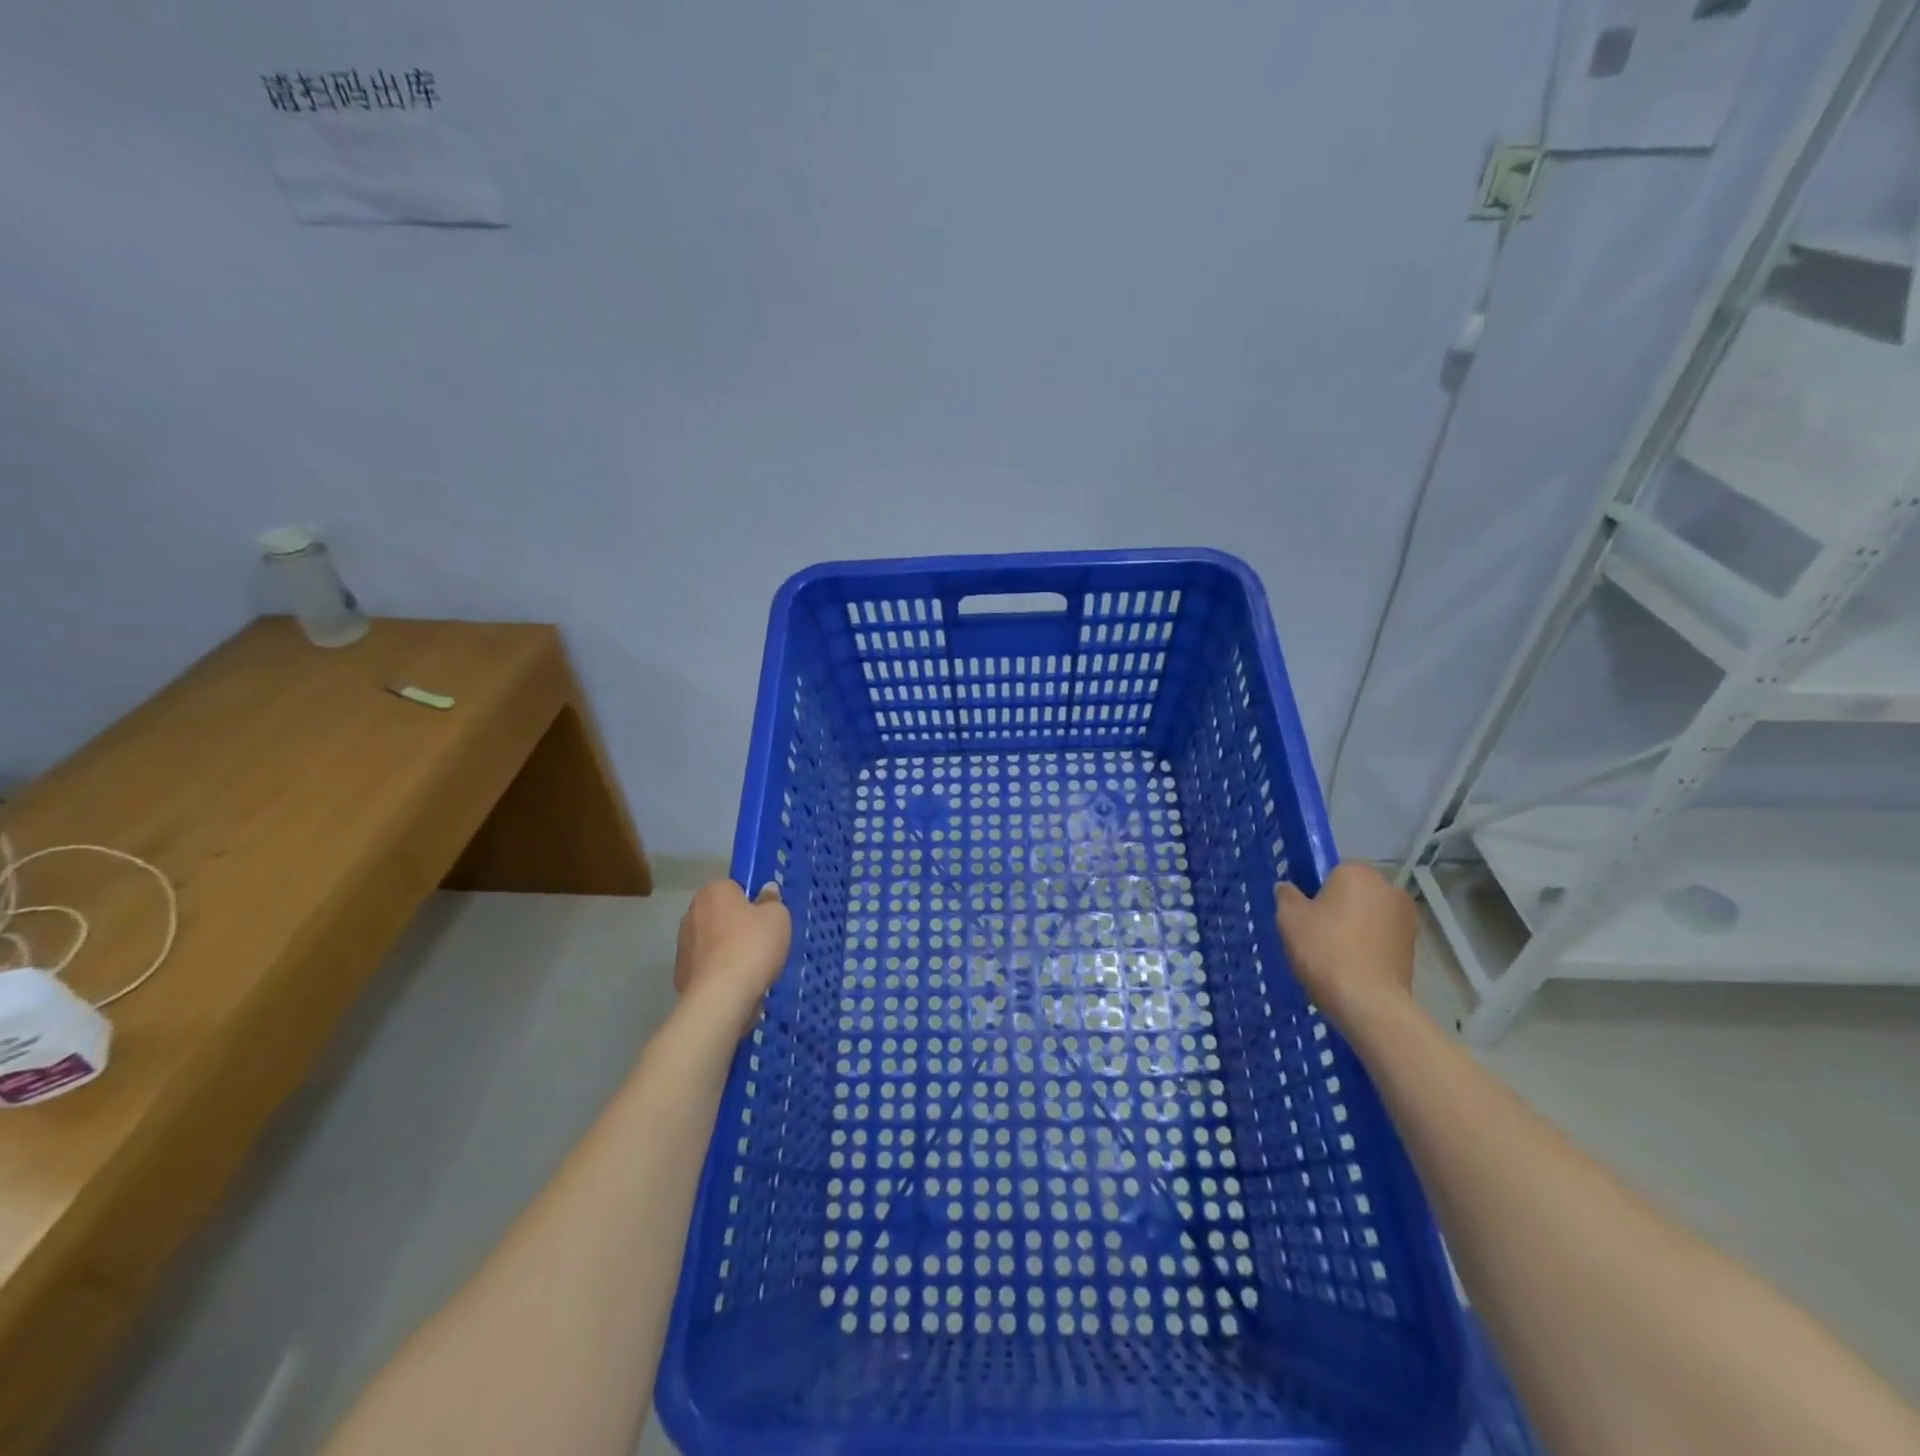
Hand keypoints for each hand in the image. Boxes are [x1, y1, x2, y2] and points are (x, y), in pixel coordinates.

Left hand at [673, 879, 790, 1035]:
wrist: (721, 997)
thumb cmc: (752, 946)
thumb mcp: (778, 917)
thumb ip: (772, 900)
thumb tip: (766, 891)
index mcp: (714, 891)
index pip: (733, 888)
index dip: (751, 902)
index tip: (764, 919)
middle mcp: (691, 913)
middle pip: (720, 914)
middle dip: (736, 926)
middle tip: (760, 942)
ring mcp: (682, 945)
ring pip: (712, 942)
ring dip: (726, 950)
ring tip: (750, 968)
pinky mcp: (680, 974)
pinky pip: (706, 967)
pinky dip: (718, 973)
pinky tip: (735, 985)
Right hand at [1274, 863, 1416, 1035]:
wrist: (1367, 1001)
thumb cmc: (1324, 949)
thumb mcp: (1289, 918)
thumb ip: (1286, 895)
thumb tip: (1288, 888)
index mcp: (1357, 872)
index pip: (1331, 871)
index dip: (1315, 892)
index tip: (1305, 915)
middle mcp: (1388, 888)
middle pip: (1353, 893)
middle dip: (1338, 908)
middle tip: (1316, 935)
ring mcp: (1406, 918)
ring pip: (1368, 916)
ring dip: (1355, 928)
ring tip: (1334, 956)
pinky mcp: (1414, 947)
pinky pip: (1381, 938)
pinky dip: (1368, 947)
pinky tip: (1353, 968)